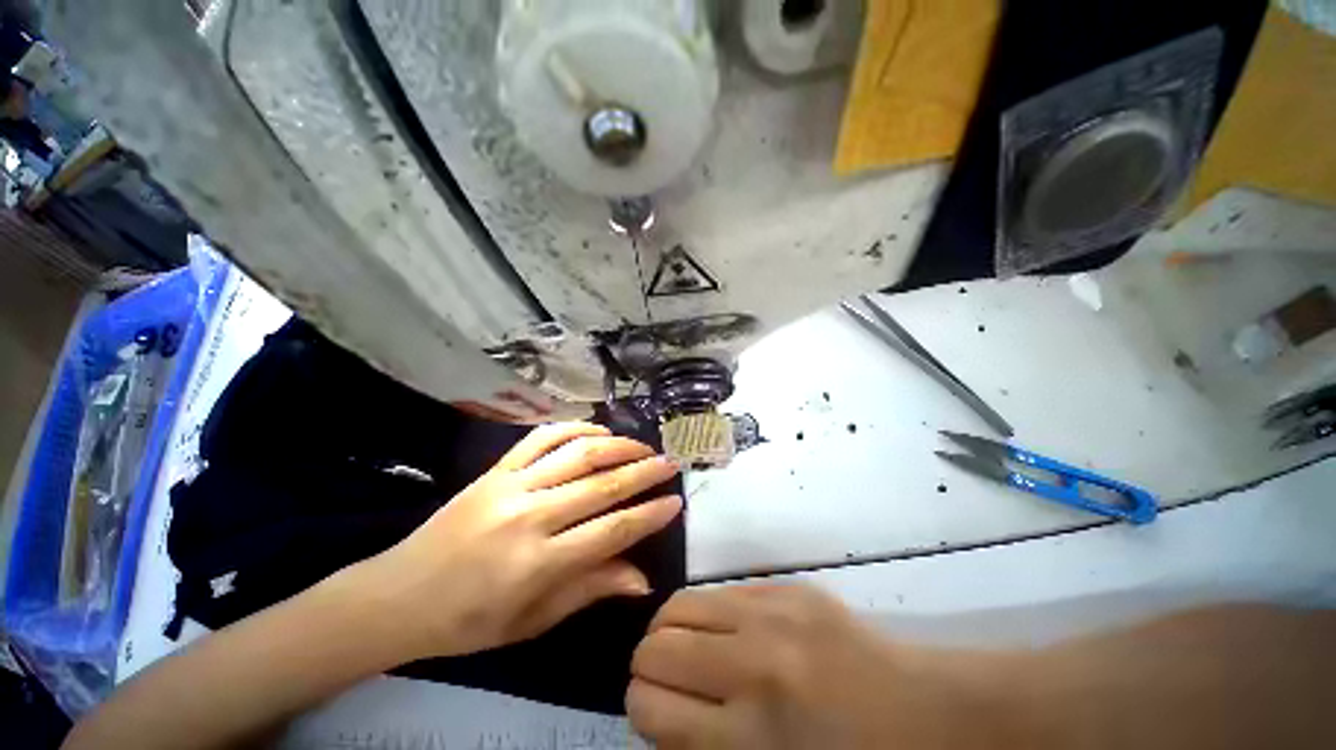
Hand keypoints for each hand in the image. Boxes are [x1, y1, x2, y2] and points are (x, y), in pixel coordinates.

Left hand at [335, 422, 681, 663]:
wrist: (397, 595)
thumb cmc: (468, 622)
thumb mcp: (532, 622)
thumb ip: (589, 590)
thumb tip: (642, 578)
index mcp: (538, 563)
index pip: (612, 531)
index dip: (649, 515)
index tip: (675, 502)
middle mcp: (529, 516)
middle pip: (602, 485)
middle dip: (644, 472)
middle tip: (670, 464)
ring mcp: (511, 485)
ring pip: (578, 453)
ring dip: (617, 446)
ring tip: (642, 446)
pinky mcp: (495, 469)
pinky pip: (542, 437)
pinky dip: (575, 428)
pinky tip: (598, 431)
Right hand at [628, 585, 1013, 748]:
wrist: (929, 712)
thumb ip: (704, 749)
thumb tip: (659, 711)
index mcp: (752, 734)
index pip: (649, 705)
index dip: (642, 709)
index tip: (656, 712)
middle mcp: (754, 663)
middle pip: (654, 648)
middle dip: (649, 667)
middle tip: (668, 680)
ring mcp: (772, 613)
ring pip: (677, 606)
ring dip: (670, 631)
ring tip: (687, 649)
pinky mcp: (786, 587)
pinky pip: (719, 591)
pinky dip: (707, 613)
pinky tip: (726, 631)